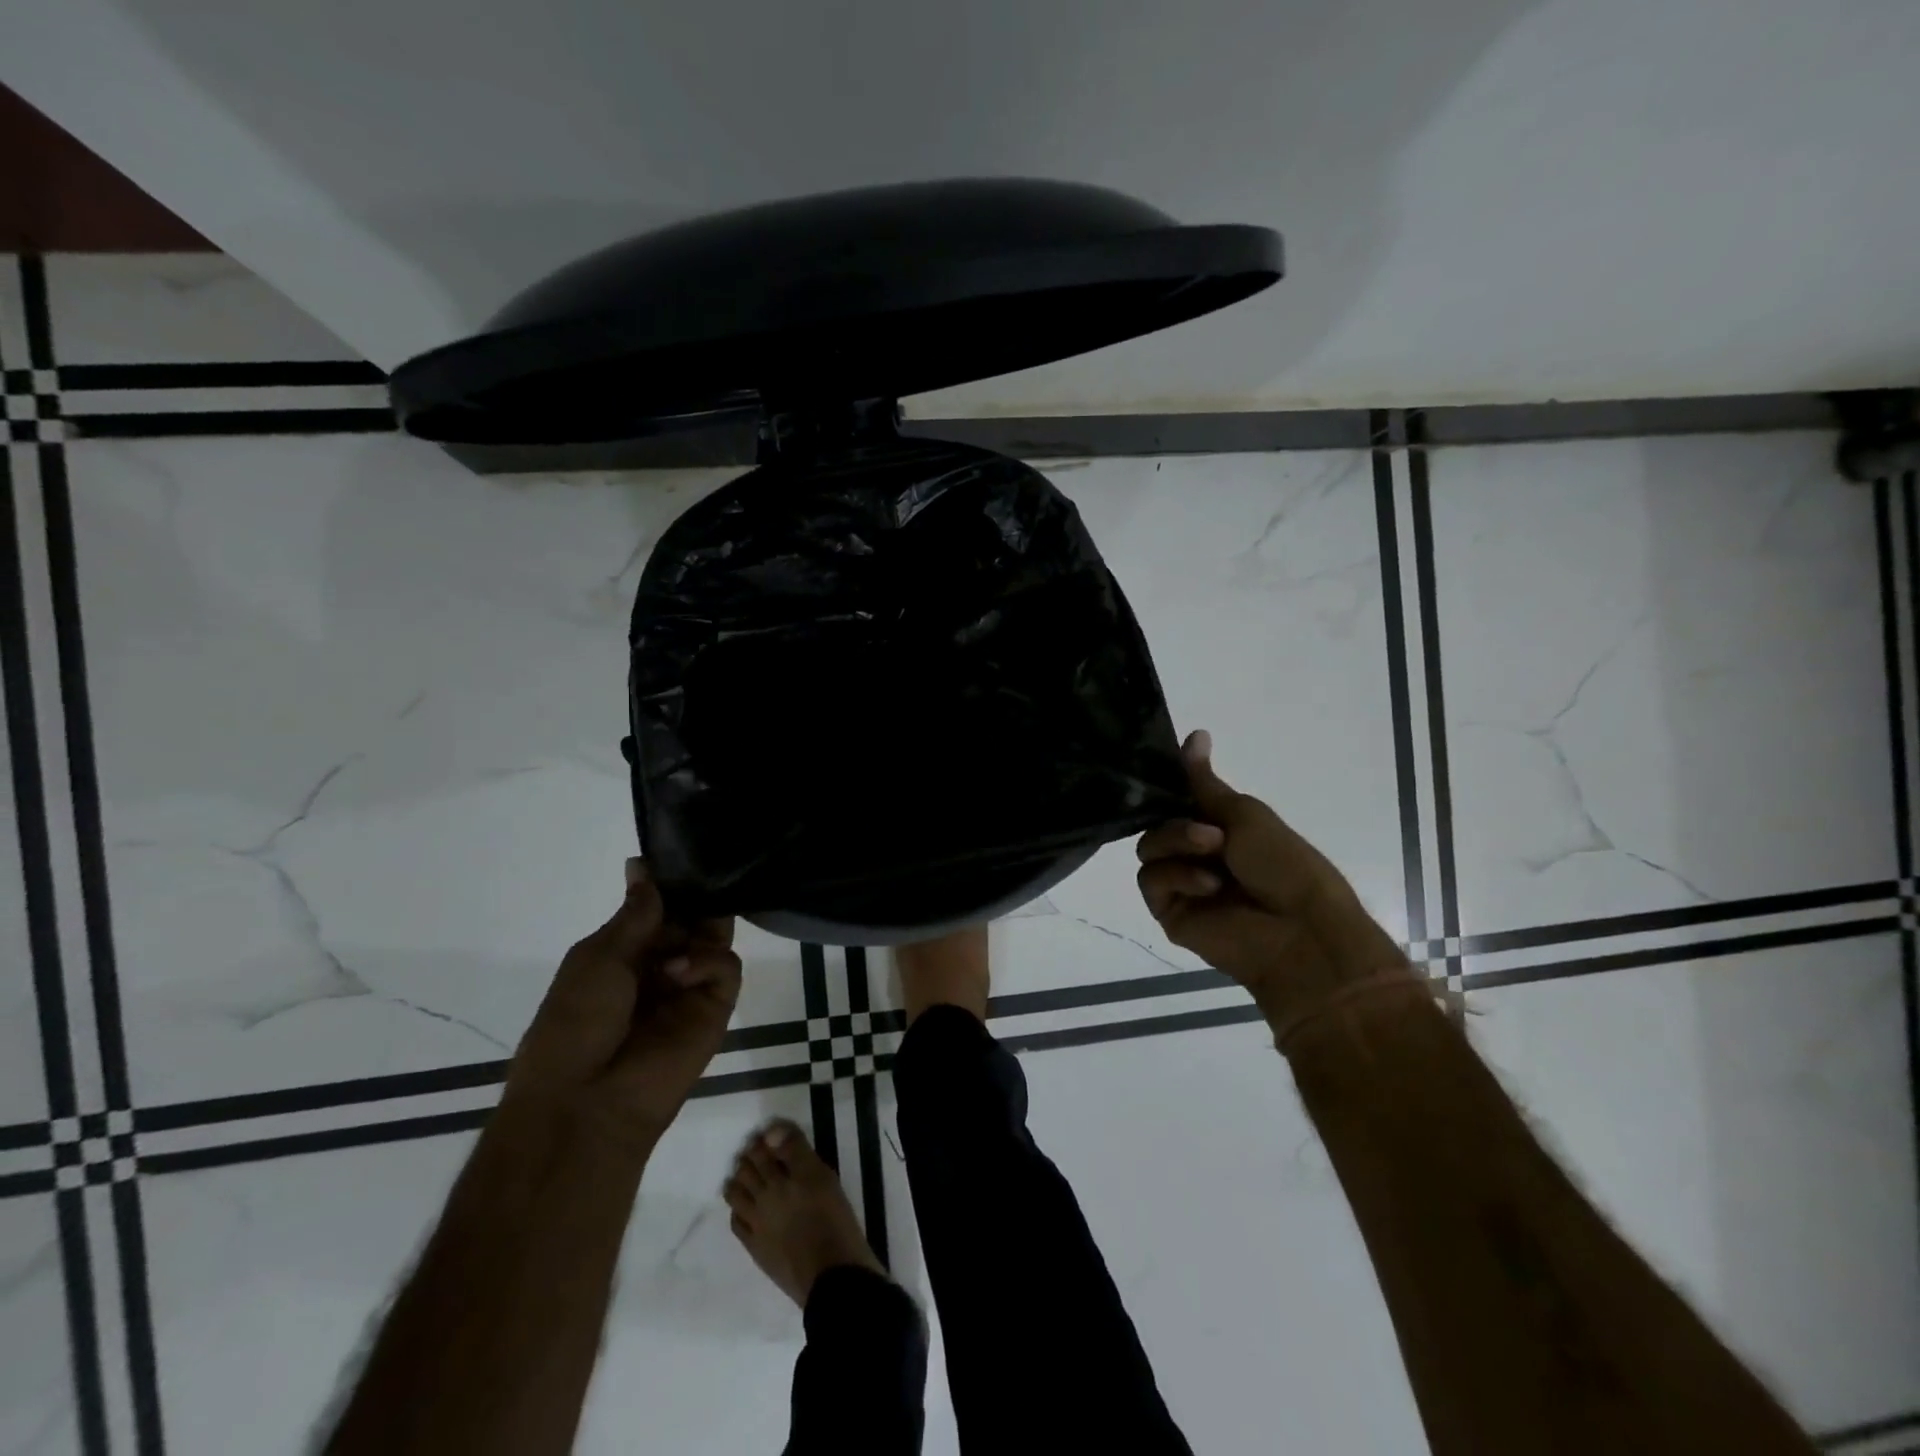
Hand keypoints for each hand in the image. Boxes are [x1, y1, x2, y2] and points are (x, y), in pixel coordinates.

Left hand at [507, 858, 741, 1148]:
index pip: (658, 908)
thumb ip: (636, 913)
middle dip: (695, 902)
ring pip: (715, 938)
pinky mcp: (717, 1009)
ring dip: (701, 930)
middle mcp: (661, 966)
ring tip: (678, 947)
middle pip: (693, 919)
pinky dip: (709, 961)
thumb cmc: (575, 1023)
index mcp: (624, 955)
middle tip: (700, 885)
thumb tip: (641, 864)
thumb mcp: (598, 956)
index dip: (668, 886)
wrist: (585, 1101)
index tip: (681, 858)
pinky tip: (680, 972)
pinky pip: (727, 968)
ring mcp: (690, 988)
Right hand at [1136, 731, 1402, 1014]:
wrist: (1300, 930)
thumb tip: (1195, 733)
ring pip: (1148, 849)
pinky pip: (1151, 880)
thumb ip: (1205, 781)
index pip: (1177, 803)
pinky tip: (1208, 886)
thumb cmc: (1285, 864)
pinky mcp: (1170, 912)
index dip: (1170, 789)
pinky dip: (1177, 876)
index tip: (1162, 773)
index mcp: (1219, 830)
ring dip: (1178, 844)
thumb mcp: (1245, 813)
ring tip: (1212, 855)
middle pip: (1157, 824)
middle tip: (1213, 835)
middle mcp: (1196, 855)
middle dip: (1179, 824)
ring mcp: (1181, 885)